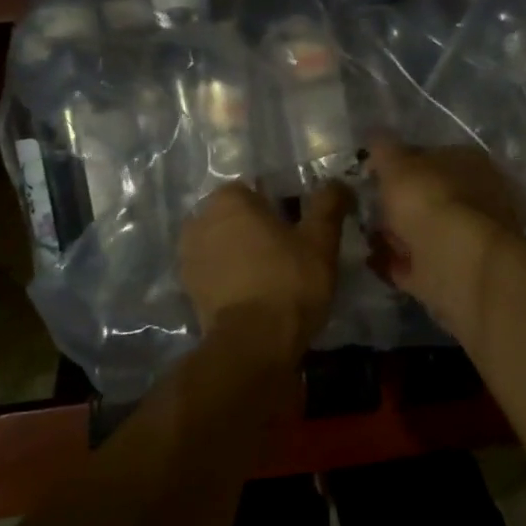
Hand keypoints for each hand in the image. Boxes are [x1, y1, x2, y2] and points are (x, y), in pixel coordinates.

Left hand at [178, 182, 350, 363]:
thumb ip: (328, 205)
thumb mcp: (320, 240)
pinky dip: (230, 278)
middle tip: (288, 251)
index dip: (277, 205)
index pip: (253, 189)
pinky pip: (214, 272)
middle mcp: (199, 220)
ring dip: (240, 253)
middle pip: (234, 217)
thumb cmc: (289, 281)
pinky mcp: (188, 290)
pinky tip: (253, 294)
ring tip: (271, 276)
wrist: (253, 343)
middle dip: (256, 228)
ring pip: (222, 244)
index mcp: (227, 200)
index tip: (298, 226)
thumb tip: (338, 183)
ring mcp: (188, 257)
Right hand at [365, 138, 522, 331]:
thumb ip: (385, 151)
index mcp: (471, 163)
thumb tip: (376, 138)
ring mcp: (469, 238)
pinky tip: (371, 261)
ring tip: (364, 236)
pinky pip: (418, 264)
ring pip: (425, 232)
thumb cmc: (429, 200)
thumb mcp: (398, 165)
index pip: (432, 157)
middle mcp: (477, 198)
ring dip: (397, 235)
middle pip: (430, 197)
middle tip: (367, 209)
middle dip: (400, 205)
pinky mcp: (456, 272)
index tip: (373, 176)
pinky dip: (396, 263)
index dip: (401, 165)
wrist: (456, 262)